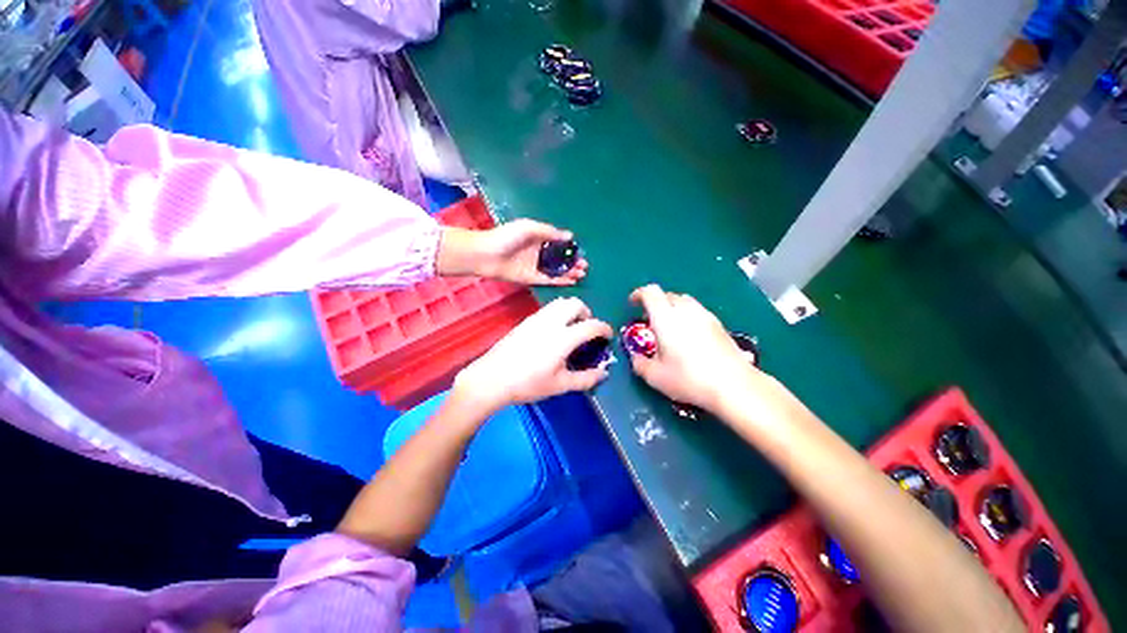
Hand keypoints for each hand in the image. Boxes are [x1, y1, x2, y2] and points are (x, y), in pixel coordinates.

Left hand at [437, 220, 588, 285]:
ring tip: (582, 273)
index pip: (558, 243)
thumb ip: (550, 232)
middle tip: (585, 265)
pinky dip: (560, 281)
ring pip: (556, 270)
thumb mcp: (530, 228)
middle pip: (559, 258)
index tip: (581, 252)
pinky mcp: (531, 278)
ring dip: (569, 272)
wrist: (486, 254)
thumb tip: (570, 235)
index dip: (570, 248)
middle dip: (573, 261)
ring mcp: (535, 266)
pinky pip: (549, 280)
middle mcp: (538, 253)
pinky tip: (571, 281)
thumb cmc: (506, 237)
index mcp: (538, 238)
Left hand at [455, 297, 610, 410]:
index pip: (591, 325)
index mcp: (563, 338)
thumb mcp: (560, 385)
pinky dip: (558, 312)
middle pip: (575, 303)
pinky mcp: (526, 320)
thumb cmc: (528, 384)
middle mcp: (551, 322)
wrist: (492, 378)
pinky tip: (553, 331)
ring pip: (560, 302)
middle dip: (587, 312)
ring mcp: (537, 319)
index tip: (607, 336)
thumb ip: (585, 379)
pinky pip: (548, 308)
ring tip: (571, 327)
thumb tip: (603, 373)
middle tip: (587, 328)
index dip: (604, 328)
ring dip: (572, 310)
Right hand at [627, 284, 764, 413]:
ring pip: (685, 301)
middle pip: (667, 294)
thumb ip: (639, 364)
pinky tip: (689, 337)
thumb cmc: (688, 379)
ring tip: (670, 328)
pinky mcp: (719, 325)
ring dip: (672, 308)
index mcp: (666, 317)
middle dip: (655, 303)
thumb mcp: (655, 376)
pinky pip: (698, 311)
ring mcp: (705, 315)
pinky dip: (688, 317)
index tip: (632, 305)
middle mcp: (686, 310)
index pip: (650, 292)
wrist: (733, 386)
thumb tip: (636, 357)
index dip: (638, 294)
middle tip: (650, 321)